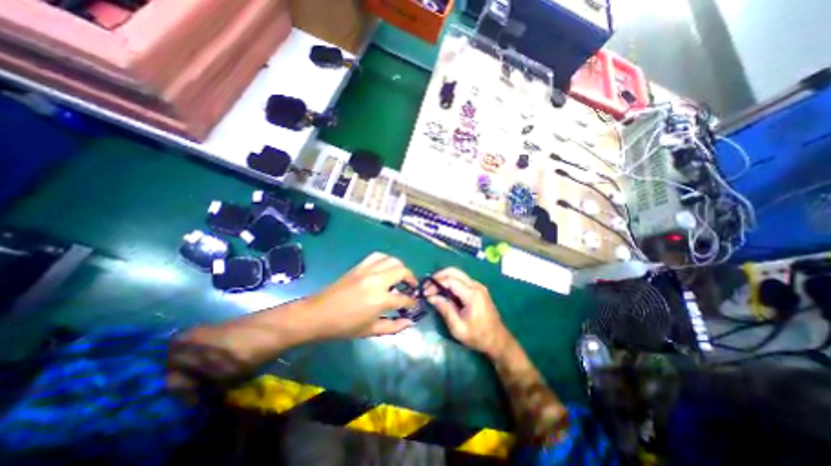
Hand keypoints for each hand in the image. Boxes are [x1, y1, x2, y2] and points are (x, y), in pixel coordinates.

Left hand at [304, 252, 419, 338]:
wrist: (318, 314)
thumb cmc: (345, 326)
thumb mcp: (371, 331)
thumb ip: (394, 326)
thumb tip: (410, 321)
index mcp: (380, 299)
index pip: (404, 298)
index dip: (412, 301)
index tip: (414, 303)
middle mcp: (376, 280)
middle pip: (402, 271)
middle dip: (411, 278)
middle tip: (412, 287)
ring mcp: (367, 270)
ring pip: (392, 260)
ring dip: (400, 266)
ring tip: (401, 275)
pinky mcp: (359, 266)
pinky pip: (377, 256)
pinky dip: (386, 259)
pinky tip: (386, 267)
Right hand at [429, 267, 513, 353]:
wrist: (498, 341)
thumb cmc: (478, 336)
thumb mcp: (458, 328)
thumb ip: (445, 309)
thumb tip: (430, 297)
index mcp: (472, 294)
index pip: (450, 280)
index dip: (435, 284)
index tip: (425, 292)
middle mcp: (476, 285)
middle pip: (454, 271)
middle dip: (438, 276)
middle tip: (427, 287)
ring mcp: (478, 286)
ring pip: (457, 274)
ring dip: (444, 278)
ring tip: (433, 289)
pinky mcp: (478, 289)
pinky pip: (461, 280)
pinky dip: (450, 282)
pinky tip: (443, 291)